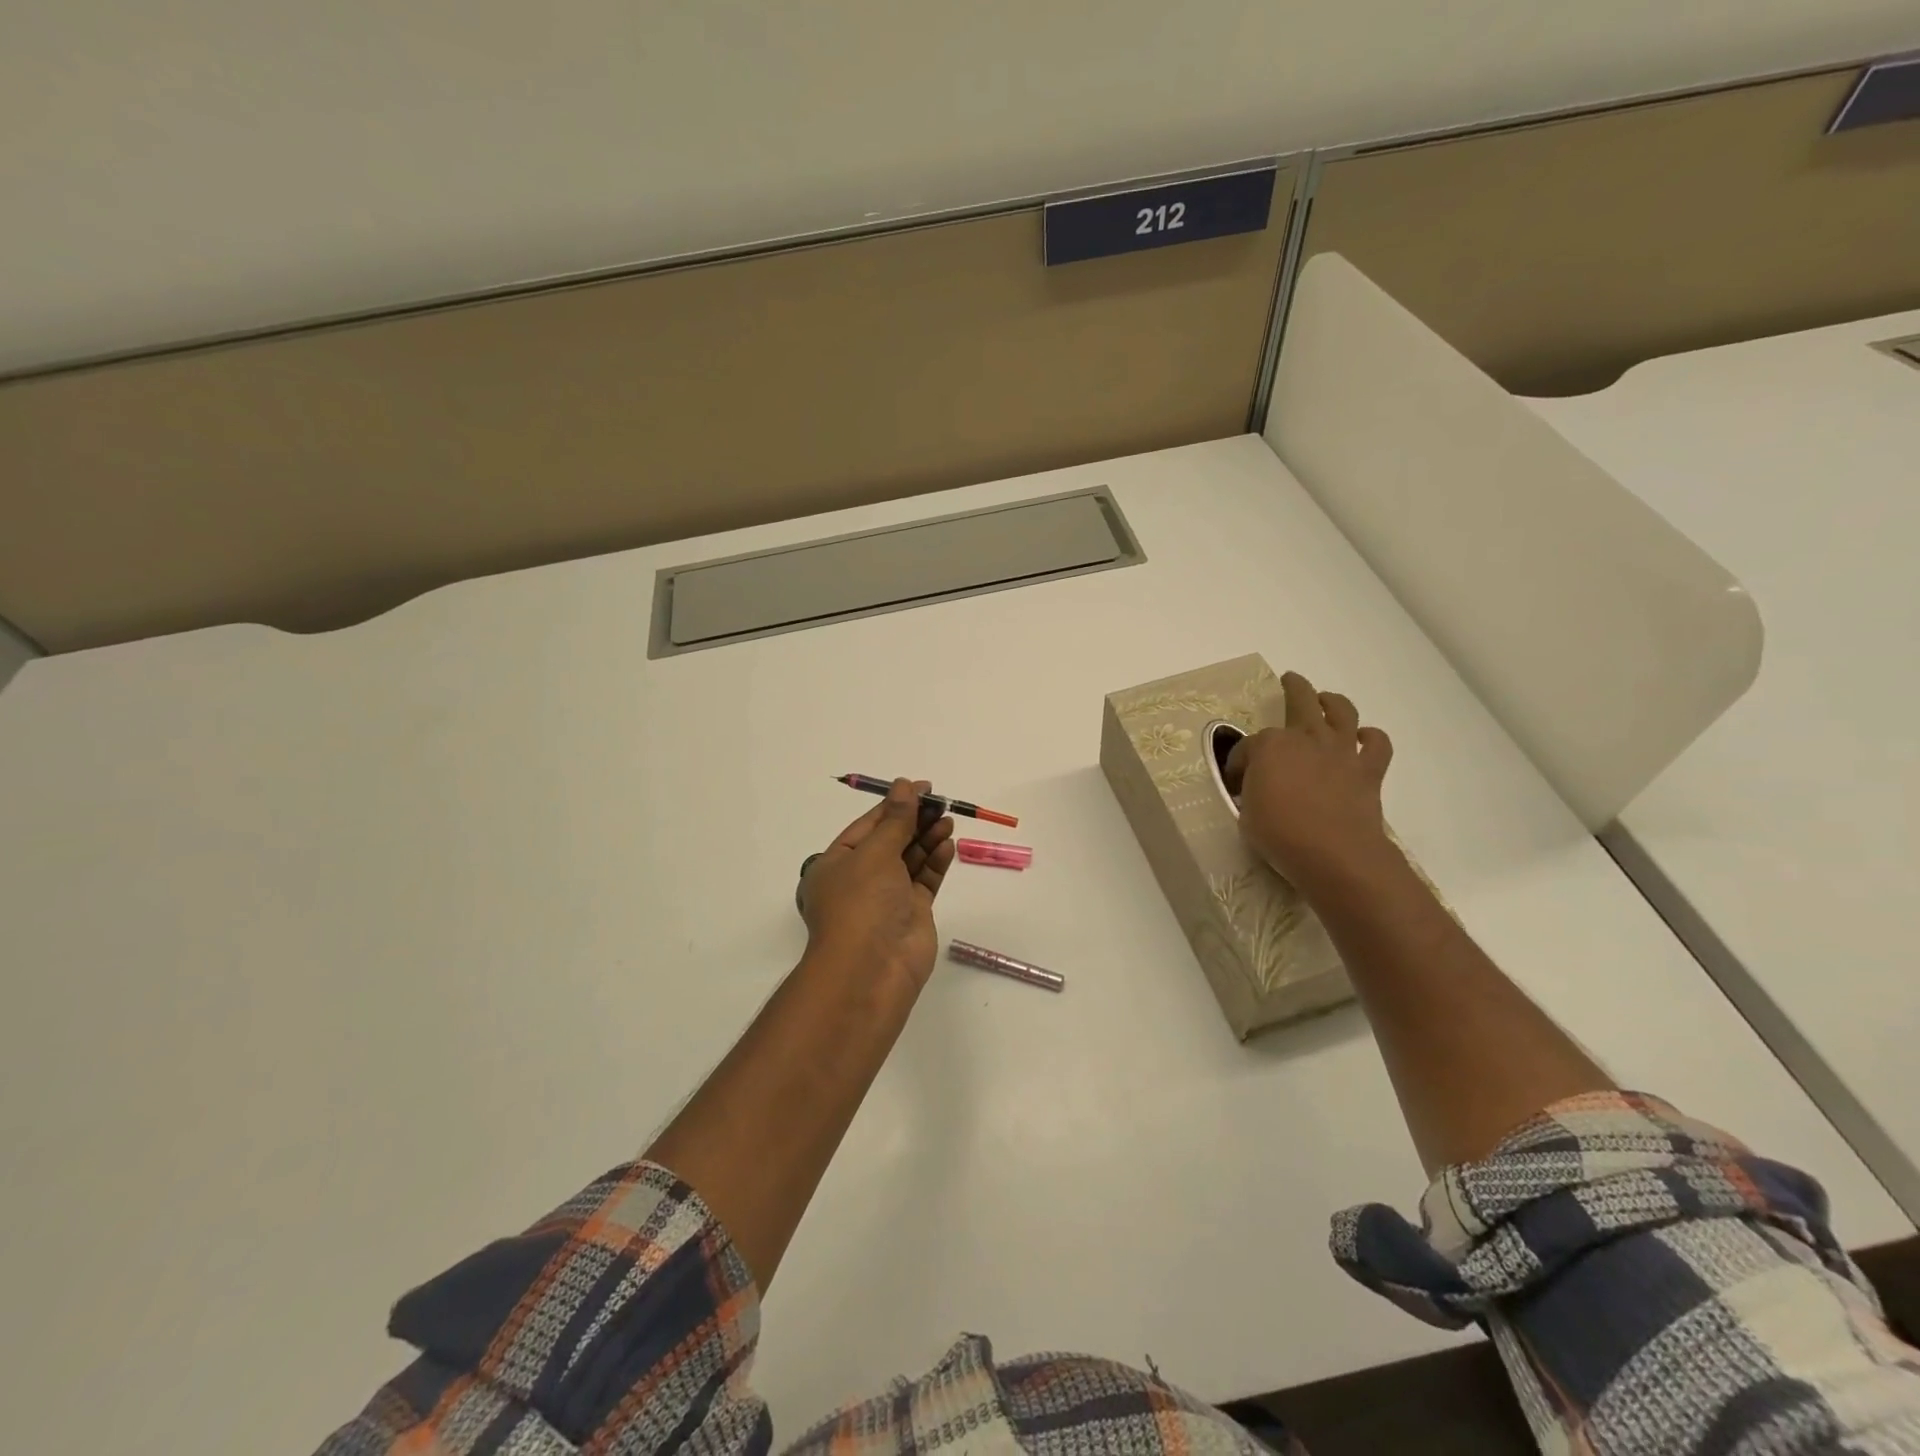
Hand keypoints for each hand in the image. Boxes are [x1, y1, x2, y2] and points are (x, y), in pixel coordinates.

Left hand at [798, 778, 955, 989]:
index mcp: (836, 864)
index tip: (922, 787)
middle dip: (915, 821)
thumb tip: (904, 785)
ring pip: (910, 859)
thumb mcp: (875, 853)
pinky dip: (936, 862)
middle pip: (891, 841)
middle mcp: (859, 879)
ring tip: (948, 820)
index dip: (895, 804)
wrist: (872, 969)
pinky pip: (925, 880)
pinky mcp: (911, 913)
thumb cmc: (862, 903)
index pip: (868, 825)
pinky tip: (949, 845)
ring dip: (928, 839)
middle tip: (941, 803)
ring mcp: (886, 898)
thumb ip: (896, 819)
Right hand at [1224, 671, 1395, 896]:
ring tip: (1325, 700)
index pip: (1247, 746)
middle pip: (1300, 700)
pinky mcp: (1368, 770)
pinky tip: (1361, 740)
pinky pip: (1376, 743)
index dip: (1239, 762)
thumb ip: (1252, 791)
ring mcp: (1340, 751)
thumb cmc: (1280, 834)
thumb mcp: (1246, 814)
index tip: (1236, 780)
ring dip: (1333, 701)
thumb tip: (1258, 787)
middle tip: (1289, 680)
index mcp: (1269, 746)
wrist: (1335, 855)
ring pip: (1342, 710)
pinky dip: (1370, 738)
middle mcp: (1306, 737)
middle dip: (1293, 688)